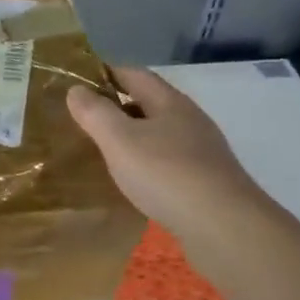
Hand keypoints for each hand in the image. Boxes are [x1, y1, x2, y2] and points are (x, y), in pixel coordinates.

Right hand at [67, 68, 264, 250]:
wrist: (223, 226)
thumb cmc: (166, 174)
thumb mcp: (119, 140)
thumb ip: (95, 113)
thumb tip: (76, 89)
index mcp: (170, 102)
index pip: (134, 74)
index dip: (106, 73)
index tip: (79, 82)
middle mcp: (190, 119)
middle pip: (149, 103)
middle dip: (118, 106)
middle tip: (85, 119)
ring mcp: (202, 151)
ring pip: (160, 134)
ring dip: (134, 137)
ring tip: (106, 151)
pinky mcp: (207, 181)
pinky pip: (169, 162)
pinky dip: (148, 163)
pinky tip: (136, 181)